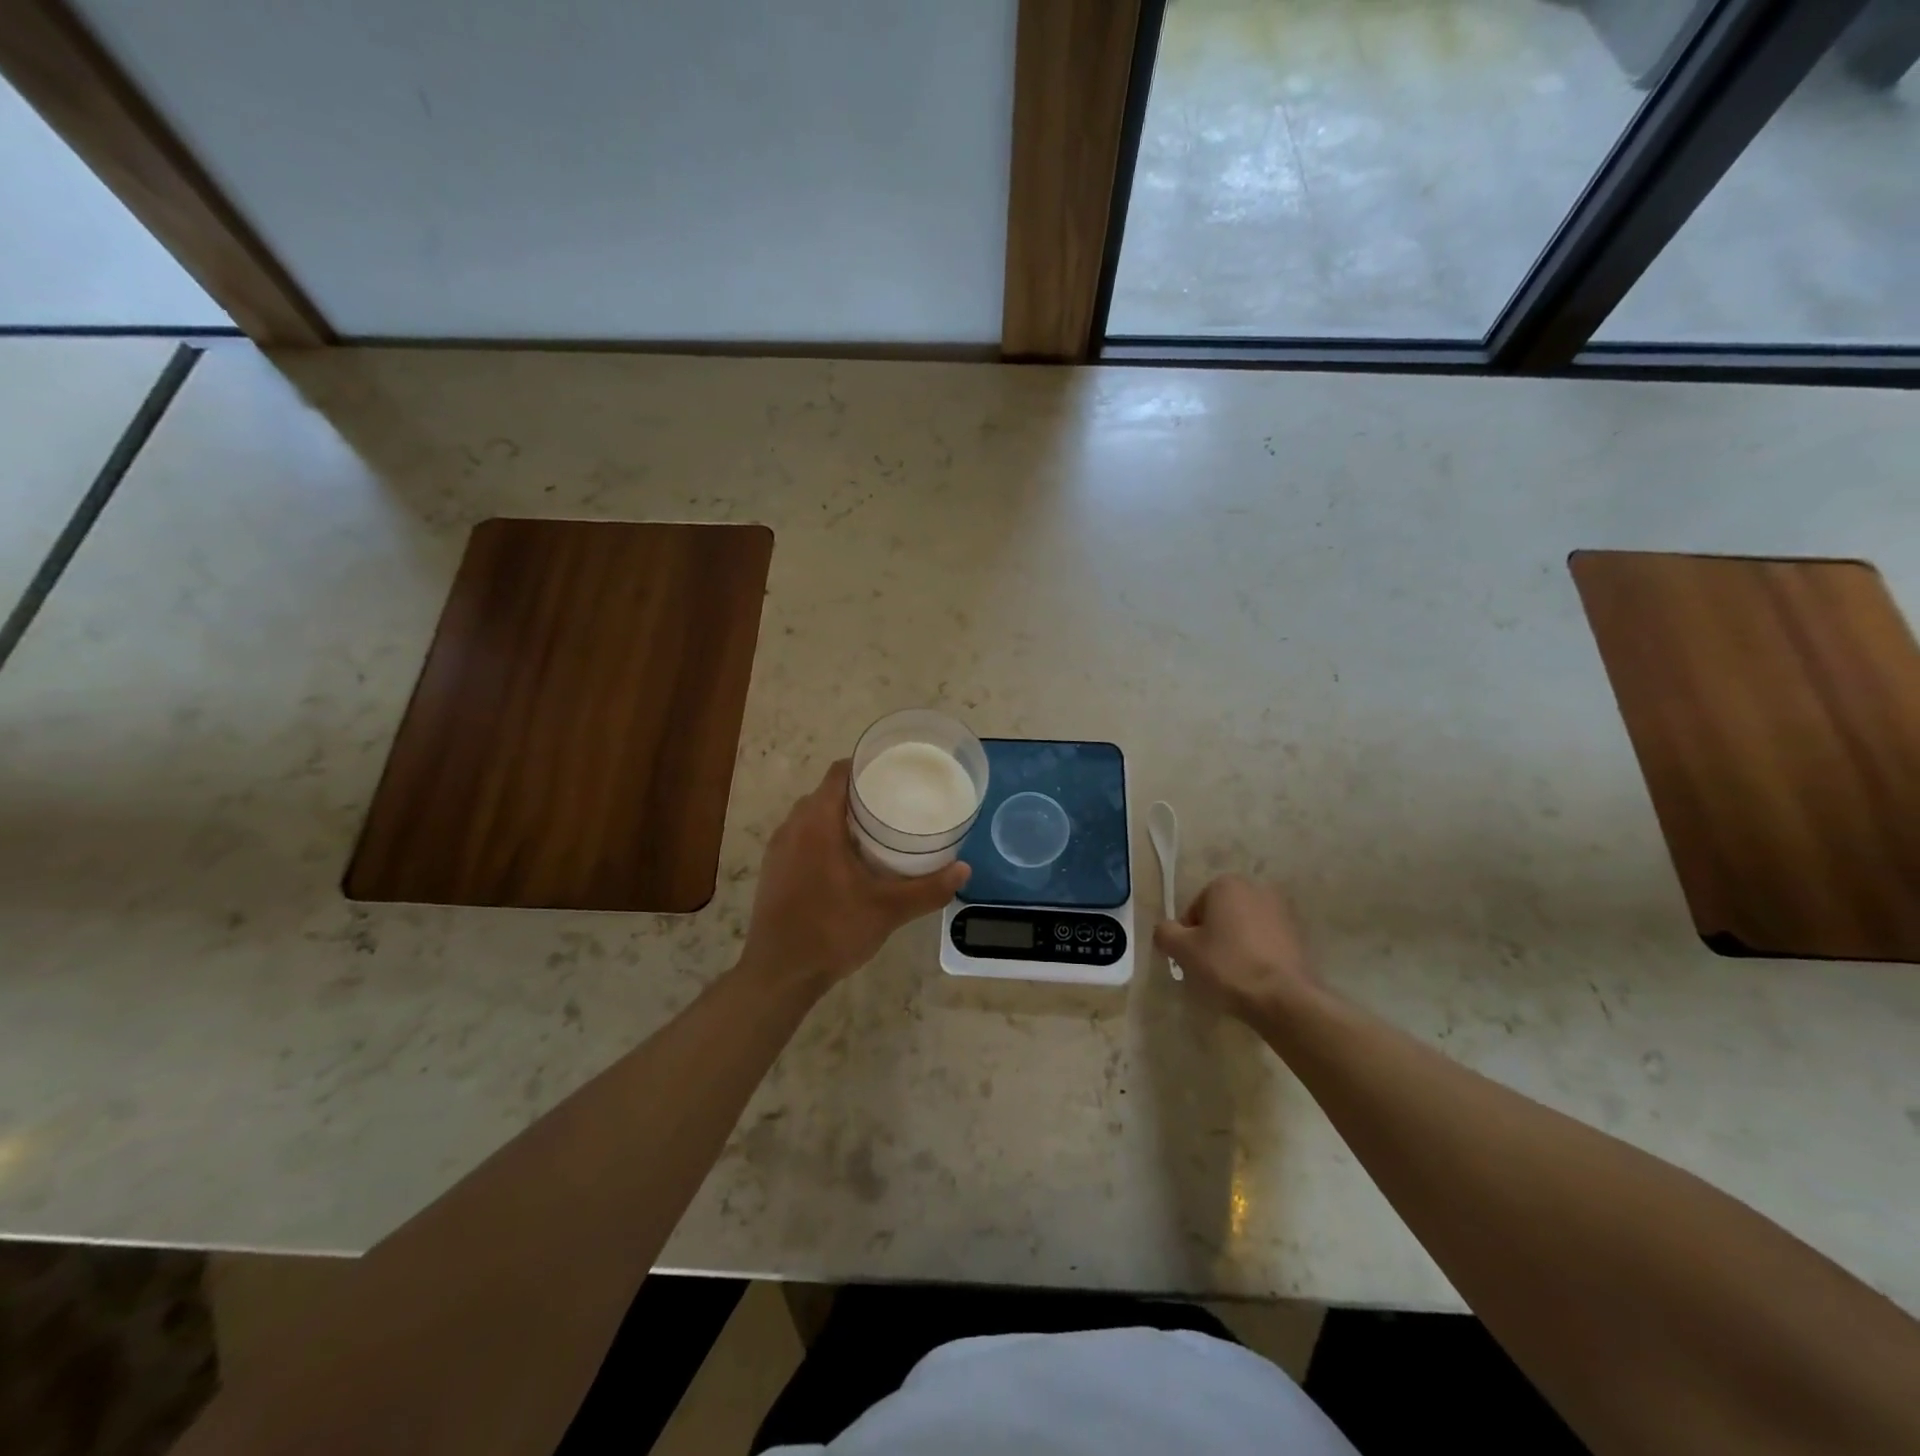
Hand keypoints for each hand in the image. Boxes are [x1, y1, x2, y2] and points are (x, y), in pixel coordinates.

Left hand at [739, 760, 968, 994]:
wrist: (779, 974)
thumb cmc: (832, 931)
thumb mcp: (888, 910)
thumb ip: (928, 888)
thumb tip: (964, 869)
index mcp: (816, 823)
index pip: (838, 773)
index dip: (865, 766)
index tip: (893, 772)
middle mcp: (792, 827)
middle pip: (826, 792)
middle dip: (858, 792)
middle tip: (894, 802)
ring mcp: (778, 849)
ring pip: (811, 816)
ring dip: (839, 816)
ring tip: (875, 829)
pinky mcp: (773, 869)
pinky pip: (801, 836)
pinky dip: (823, 836)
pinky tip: (847, 859)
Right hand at [1153, 875, 1321, 1023]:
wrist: (1283, 998)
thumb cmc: (1227, 965)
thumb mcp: (1183, 950)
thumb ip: (1165, 933)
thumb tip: (1165, 930)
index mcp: (1226, 885)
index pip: (1194, 909)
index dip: (1188, 936)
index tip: (1192, 959)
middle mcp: (1256, 889)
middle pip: (1220, 916)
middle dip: (1212, 938)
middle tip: (1208, 968)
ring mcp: (1281, 911)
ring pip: (1243, 929)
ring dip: (1234, 946)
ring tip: (1232, 976)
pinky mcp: (1297, 935)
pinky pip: (1264, 942)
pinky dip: (1255, 955)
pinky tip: (1253, 978)